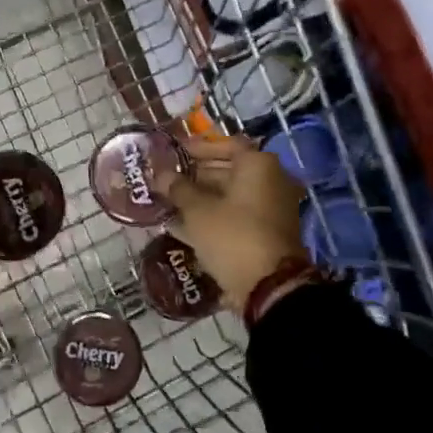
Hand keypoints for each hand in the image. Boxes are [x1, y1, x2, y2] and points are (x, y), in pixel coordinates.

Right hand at [155, 136, 306, 313]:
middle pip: (229, 169)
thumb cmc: (233, 236)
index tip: (174, 152)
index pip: (226, 144)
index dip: (198, 147)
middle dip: (197, 174)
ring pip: (231, 194)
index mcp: (258, 165)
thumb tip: (161, 175)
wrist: (269, 288)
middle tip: (167, 178)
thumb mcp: (198, 210)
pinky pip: (236, 215)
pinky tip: (182, 224)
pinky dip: (213, 216)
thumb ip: (178, 188)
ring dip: (202, 197)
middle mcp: (271, 180)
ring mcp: (272, 208)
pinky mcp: (267, 232)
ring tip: (169, 200)